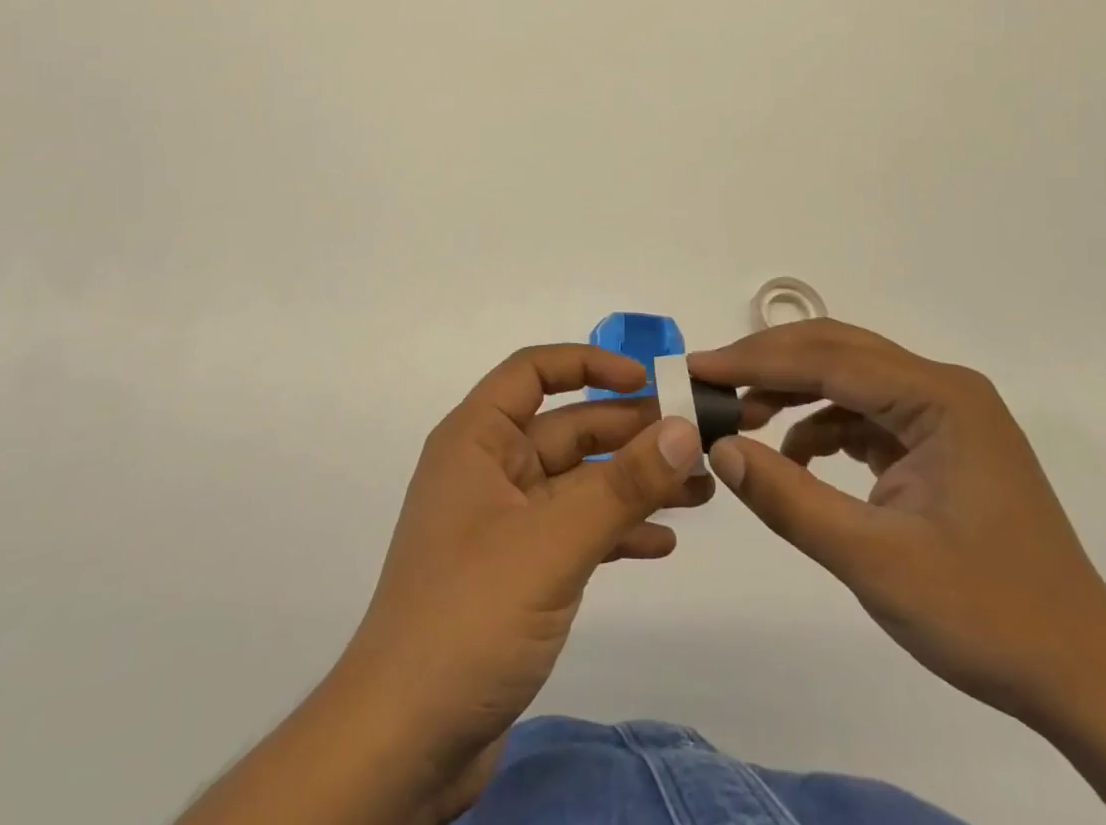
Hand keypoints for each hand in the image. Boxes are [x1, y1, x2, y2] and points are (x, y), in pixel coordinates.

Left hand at [339, 344, 708, 790]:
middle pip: (567, 428)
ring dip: (634, 483)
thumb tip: (683, 428)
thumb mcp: (553, 542)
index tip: (646, 379)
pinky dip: (616, 531)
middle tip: (698, 441)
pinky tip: (662, 543)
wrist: (404, 742)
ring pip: (579, 483)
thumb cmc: (469, 615)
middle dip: (630, 432)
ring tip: (701, 490)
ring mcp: (504, 523)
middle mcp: (489, 469)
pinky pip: (575, 532)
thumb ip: (622, 485)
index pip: (533, 371)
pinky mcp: (518, 572)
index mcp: (477, 439)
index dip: (589, 364)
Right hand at [691, 320, 1105, 724]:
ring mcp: (945, 414)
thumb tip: (718, 448)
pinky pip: (866, 412)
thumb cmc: (987, 616)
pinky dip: (822, 423)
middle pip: (837, 352)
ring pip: (849, 377)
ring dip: (792, 391)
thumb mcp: (874, 561)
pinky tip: (795, 455)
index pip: (827, 359)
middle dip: (768, 364)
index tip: (696, 368)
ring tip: (742, 419)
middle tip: (709, 382)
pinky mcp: (940, 443)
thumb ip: (790, 498)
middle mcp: (942, 388)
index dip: (754, 361)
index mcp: (938, 398)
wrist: (1087, 679)